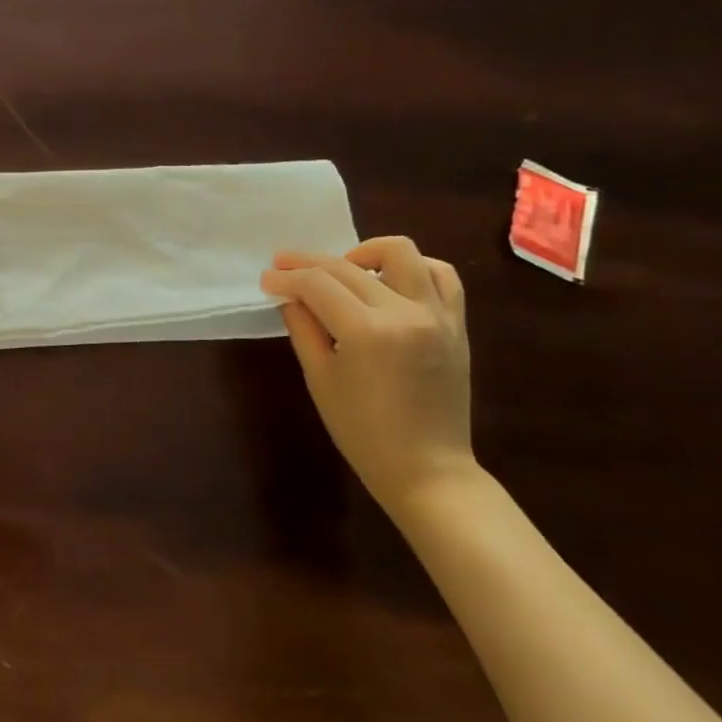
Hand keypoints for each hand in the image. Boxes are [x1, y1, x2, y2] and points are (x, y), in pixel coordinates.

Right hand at [260, 236, 474, 510]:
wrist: (427, 469)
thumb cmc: (362, 431)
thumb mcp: (319, 378)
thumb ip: (303, 328)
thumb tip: (290, 296)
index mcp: (367, 332)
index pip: (317, 284)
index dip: (286, 277)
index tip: (266, 279)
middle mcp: (405, 313)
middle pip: (347, 266)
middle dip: (308, 263)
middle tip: (283, 267)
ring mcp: (436, 315)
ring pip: (401, 253)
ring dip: (364, 252)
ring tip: (345, 270)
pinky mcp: (456, 324)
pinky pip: (441, 275)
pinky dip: (413, 267)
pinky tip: (389, 280)